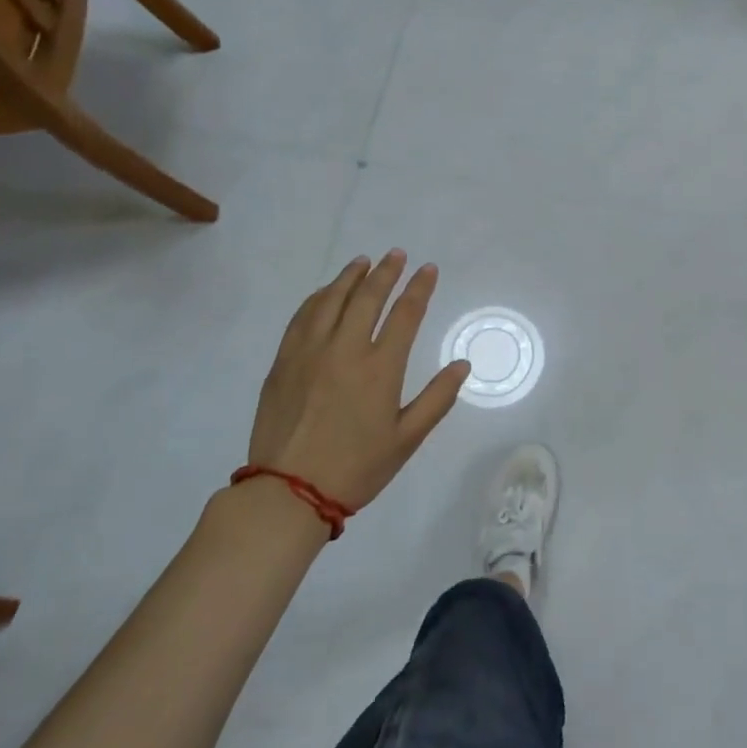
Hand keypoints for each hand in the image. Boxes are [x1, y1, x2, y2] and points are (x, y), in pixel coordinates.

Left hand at [250, 250, 471, 511]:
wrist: (288, 493)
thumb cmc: (356, 468)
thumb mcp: (407, 439)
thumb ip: (437, 399)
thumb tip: (462, 365)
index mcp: (380, 368)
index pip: (405, 314)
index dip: (419, 288)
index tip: (428, 269)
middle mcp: (345, 349)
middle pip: (367, 297)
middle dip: (386, 271)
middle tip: (396, 254)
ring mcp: (309, 352)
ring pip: (331, 300)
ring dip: (350, 277)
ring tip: (363, 262)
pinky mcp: (283, 362)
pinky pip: (302, 317)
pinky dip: (318, 298)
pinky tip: (325, 293)